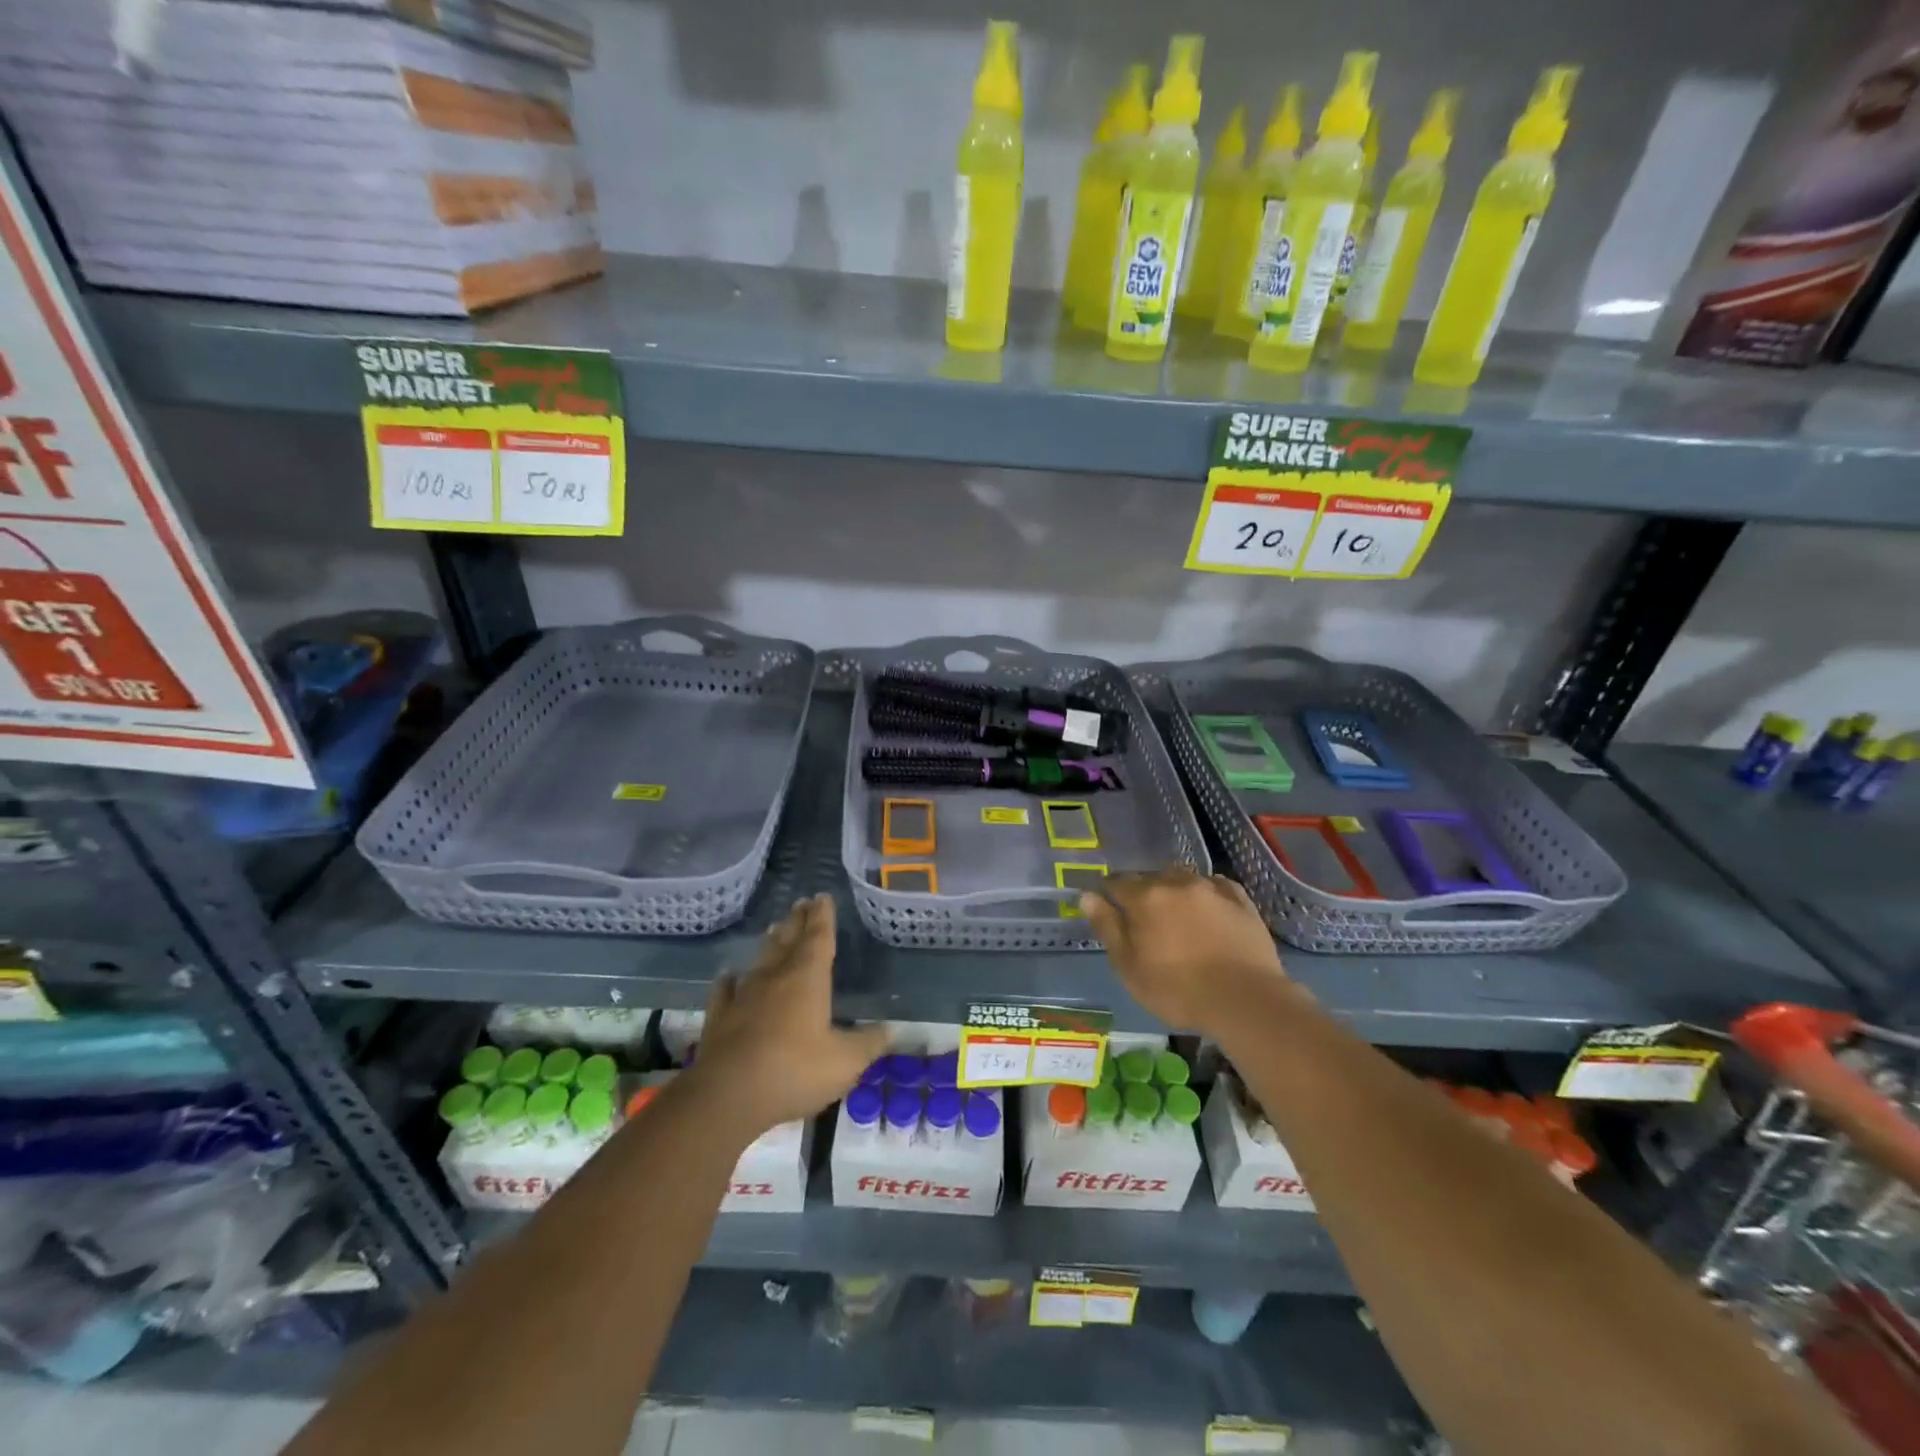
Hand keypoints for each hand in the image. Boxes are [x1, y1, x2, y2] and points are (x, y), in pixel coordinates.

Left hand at [682, 894, 886, 1142]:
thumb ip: (868, 1044)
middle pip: (788, 940)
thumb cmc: (795, 1071)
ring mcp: (744, 996)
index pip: (818, 937)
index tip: (823, 896)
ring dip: (770, 943)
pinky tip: (728, 975)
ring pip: (760, 960)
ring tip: (775, 927)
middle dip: (797, 921)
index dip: (823, 917)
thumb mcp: (845, 1062)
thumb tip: (891, 1030)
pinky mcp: (720, 1018)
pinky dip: (729, 981)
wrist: (728, 1096)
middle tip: (801, 902)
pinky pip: (725, 991)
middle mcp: (775, 977)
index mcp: (808, 979)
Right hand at [1080, 866, 1293, 1036]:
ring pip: (1182, 878)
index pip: (1115, 883)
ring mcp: (1210, 888)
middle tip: (1145, 922)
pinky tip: (1208, 909)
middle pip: (1150, 878)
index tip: (1109, 911)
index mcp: (1144, 897)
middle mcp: (1175, 882)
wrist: (1245, 1000)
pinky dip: (1206, 893)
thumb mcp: (1129, 967)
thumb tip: (1087, 896)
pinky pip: (1216, 886)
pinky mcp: (1240, 899)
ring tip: (1178, 916)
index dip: (1108, 895)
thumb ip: (1107, 927)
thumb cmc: (1177, 990)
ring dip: (1174, 891)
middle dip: (1143, 894)